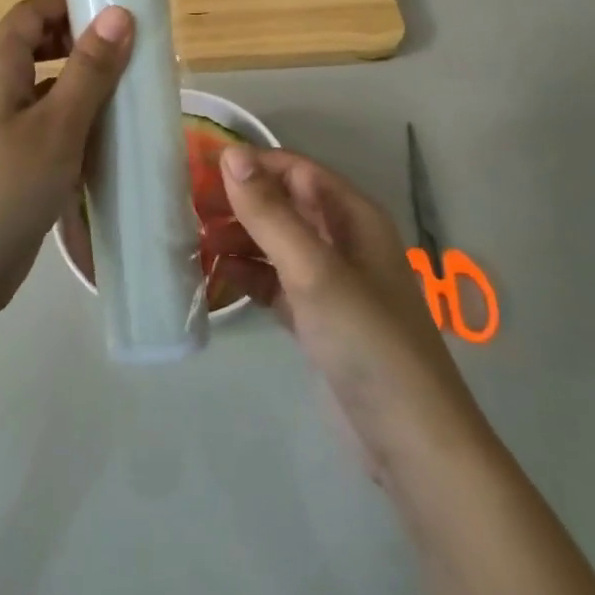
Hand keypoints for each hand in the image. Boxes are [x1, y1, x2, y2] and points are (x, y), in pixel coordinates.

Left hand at [0, 0, 133, 320]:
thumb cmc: (4, 188)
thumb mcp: (56, 126)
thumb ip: (89, 69)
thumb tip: (118, 12)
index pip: (30, 13)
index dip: (69, 3)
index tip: (118, 8)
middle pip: (38, 48)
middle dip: (82, 44)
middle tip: (133, 53)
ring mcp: (0, 130)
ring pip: (46, 91)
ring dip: (84, 88)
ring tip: (132, 94)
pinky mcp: (10, 164)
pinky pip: (47, 128)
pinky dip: (76, 126)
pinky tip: (110, 143)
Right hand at [218, 147, 483, 468]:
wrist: (409, 441)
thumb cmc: (365, 340)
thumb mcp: (313, 270)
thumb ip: (270, 213)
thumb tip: (231, 154)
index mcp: (352, 217)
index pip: (295, 170)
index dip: (250, 165)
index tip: (198, 168)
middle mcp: (342, 241)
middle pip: (283, 205)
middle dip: (238, 203)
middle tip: (185, 208)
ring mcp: (329, 282)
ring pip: (276, 244)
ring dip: (238, 239)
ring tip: (191, 242)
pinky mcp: (316, 319)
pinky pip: (274, 283)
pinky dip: (247, 277)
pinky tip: (213, 279)